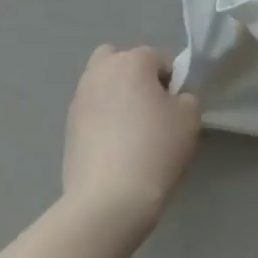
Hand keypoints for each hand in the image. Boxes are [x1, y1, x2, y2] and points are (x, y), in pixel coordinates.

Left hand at [62, 45, 200, 237]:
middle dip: (134, 76)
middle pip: (120, 60)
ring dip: (116, 97)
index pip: (158, 59)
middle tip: (149, 108)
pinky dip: (102, 121)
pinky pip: (91, 112)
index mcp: (132, 61)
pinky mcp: (68, 126)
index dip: (172, 82)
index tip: (176, 110)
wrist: (109, 198)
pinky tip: (114, 148)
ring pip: (102, 85)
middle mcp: (101, 70)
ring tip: (131, 131)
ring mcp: (80, 98)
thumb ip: (185, 98)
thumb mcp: (189, 118)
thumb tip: (173, 99)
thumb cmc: (155, 149)